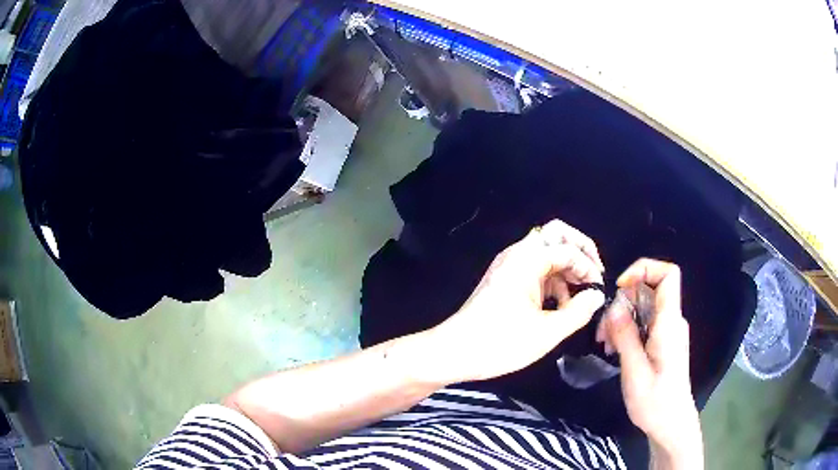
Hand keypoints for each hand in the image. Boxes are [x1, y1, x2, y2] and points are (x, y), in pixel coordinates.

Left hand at [430, 220, 605, 383]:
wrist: (453, 352)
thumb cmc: (500, 343)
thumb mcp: (547, 332)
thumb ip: (578, 311)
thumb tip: (597, 295)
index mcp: (527, 259)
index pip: (568, 249)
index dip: (589, 267)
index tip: (599, 290)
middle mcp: (517, 254)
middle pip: (556, 237)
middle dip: (579, 254)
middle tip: (593, 279)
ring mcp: (509, 266)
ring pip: (546, 253)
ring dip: (566, 270)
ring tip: (577, 300)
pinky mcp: (505, 280)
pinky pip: (535, 270)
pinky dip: (552, 282)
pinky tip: (558, 306)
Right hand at [599, 259, 702, 465]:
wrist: (671, 423)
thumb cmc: (654, 401)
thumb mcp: (634, 371)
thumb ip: (625, 336)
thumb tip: (613, 306)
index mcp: (670, 323)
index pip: (668, 274)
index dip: (644, 269)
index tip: (620, 286)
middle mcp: (672, 321)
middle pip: (649, 290)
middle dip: (623, 302)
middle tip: (603, 331)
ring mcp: (668, 331)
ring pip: (643, 307)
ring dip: (621, 319)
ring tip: (606, 345)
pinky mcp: (663, 341)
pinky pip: (644, 322)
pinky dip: (627, 330)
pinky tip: (615, 349)